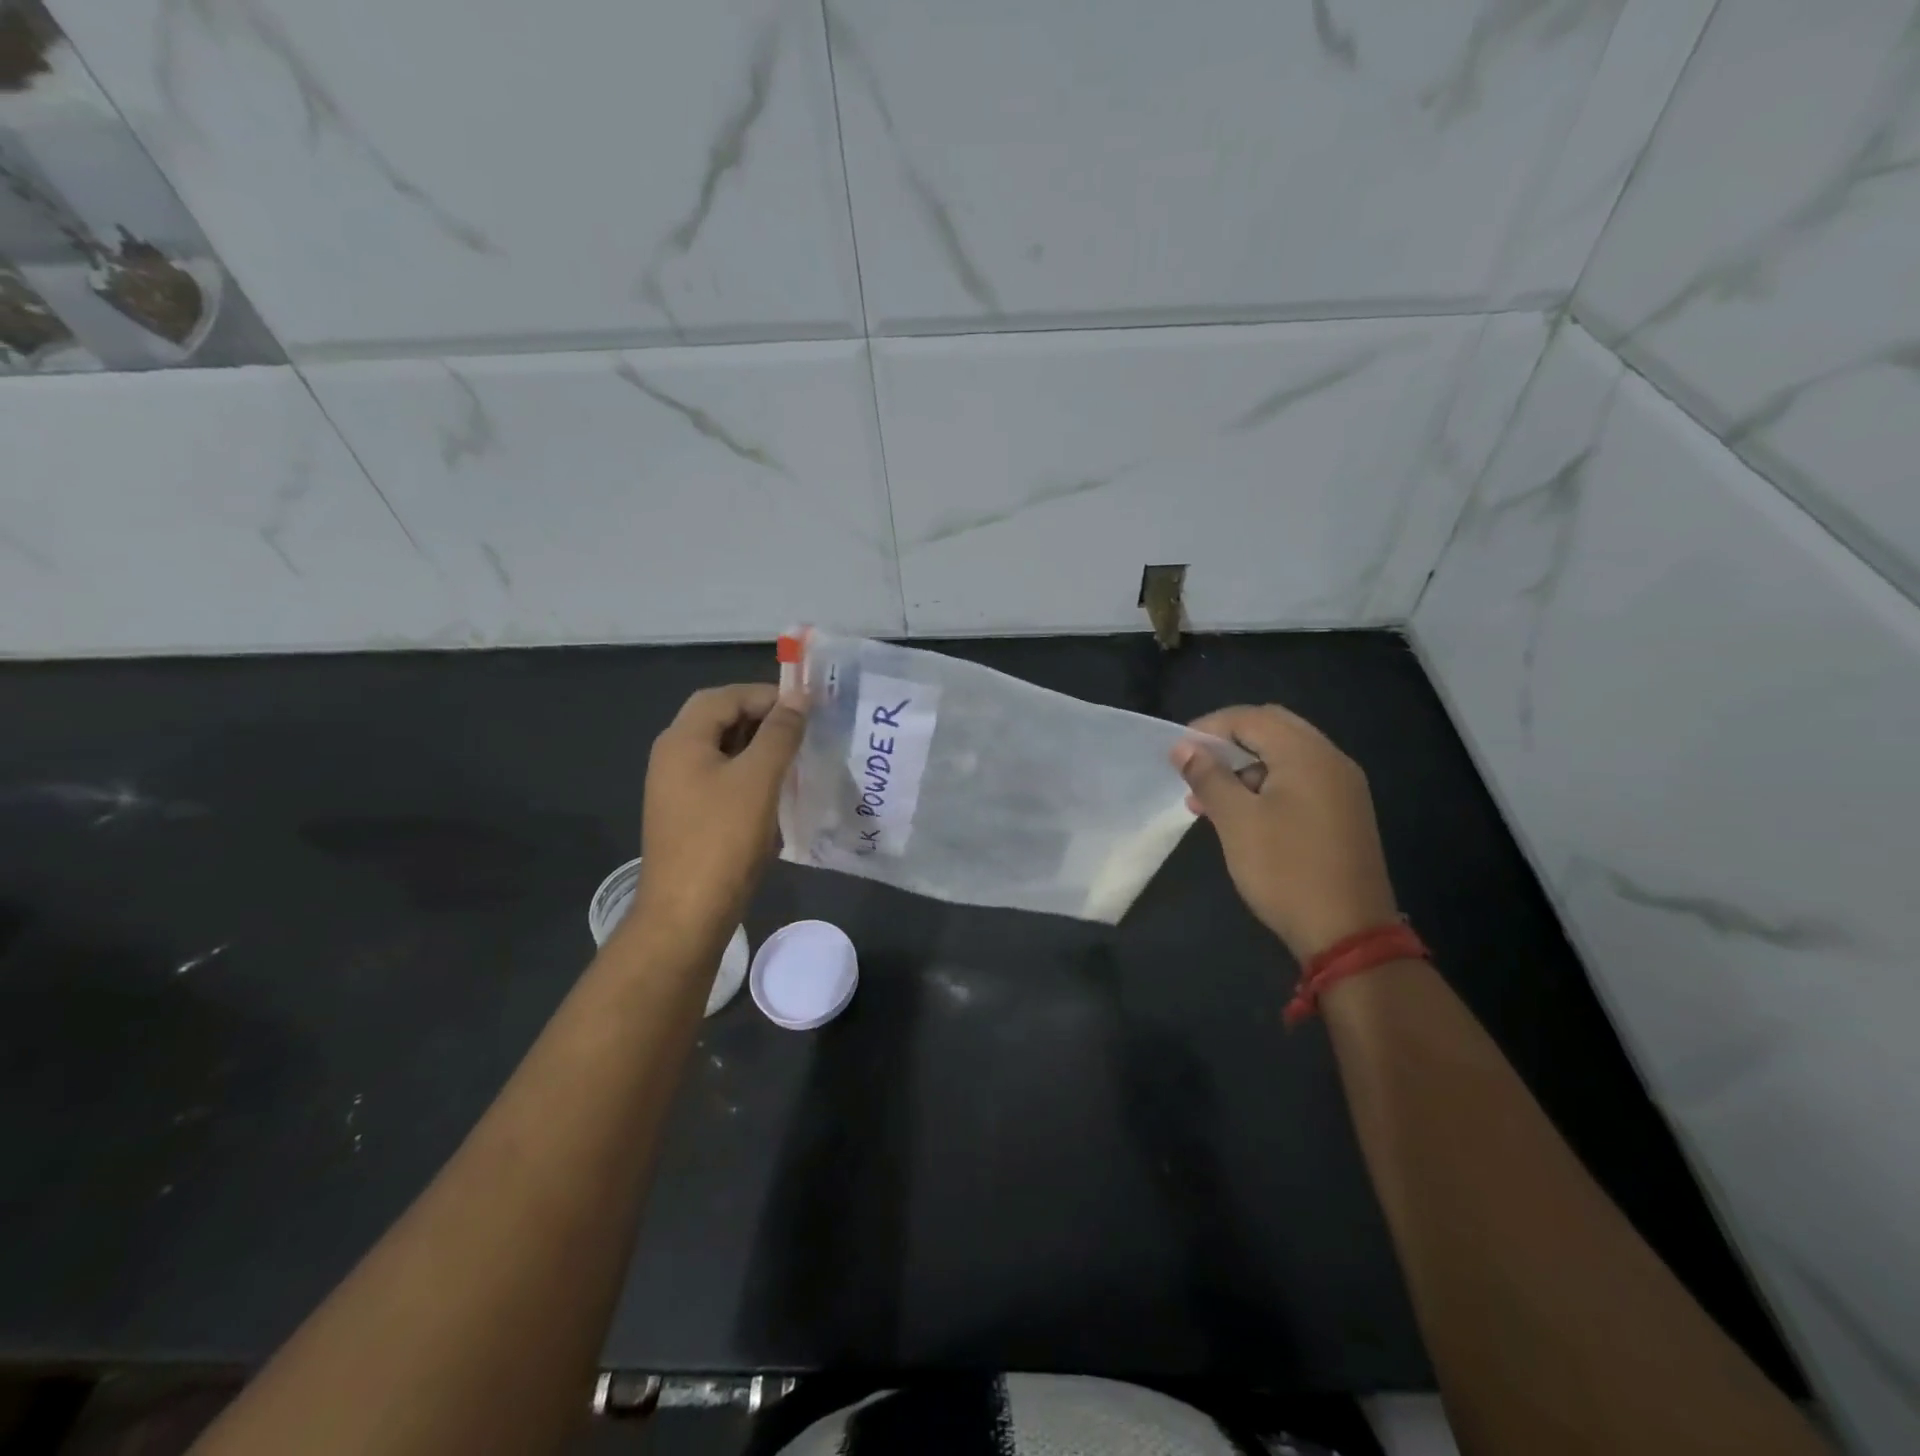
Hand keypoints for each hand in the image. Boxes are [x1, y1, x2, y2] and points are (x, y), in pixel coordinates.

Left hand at [631, 682, 806, 949]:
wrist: (687, 914)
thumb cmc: (723, 839)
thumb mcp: (758, 779)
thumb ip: (780, 733)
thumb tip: (799, 697)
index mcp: (681, 740)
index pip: (725, 697)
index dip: (766, 695)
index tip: (807, 709)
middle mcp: (673, 758)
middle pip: (720, 720)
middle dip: (763, 719)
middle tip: (804, 730)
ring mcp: (678, 789)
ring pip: (723, 751)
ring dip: (759, 747)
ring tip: (798, 757)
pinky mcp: (689, 816)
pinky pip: (722, 779)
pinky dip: (750, 775)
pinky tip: (778, 792)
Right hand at [1172, 705, 1398, 963]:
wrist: (1349, 933)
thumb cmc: (1285, 870)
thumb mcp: (1236, 821)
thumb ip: (1208, 777)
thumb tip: (1183, 747)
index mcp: (1307, 755)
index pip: (1251, 718)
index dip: (1209, 728)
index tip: (1177, 753)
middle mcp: (1331, 760)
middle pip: (1272, 729)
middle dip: (1228, 744)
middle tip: (1195, 769)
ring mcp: (1342, 788)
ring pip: (1285, 756)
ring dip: (1244, 767)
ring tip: (1207, 800)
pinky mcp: (1344, 813)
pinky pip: (1299, 781)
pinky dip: (1266, 785)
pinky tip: (1241, 815)